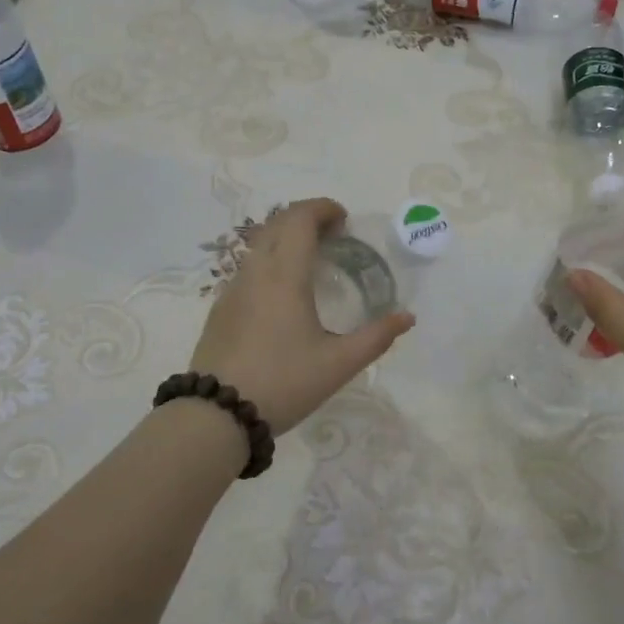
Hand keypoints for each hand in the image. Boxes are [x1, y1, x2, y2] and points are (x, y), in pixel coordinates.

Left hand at [190, 199, 415, 433]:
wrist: (217, 414)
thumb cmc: (284, 383)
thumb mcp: (338, 364)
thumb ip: (376, 337)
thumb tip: (407, 317)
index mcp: (285, 276)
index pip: (300, 219)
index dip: (322, 208)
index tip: (344, 219)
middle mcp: (256, 272)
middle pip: (277, 223)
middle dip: (306, 217)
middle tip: (333, 235)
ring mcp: (232, 289)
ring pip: (259, 244)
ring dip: (285, 238)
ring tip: (310, 261)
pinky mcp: (220, 309)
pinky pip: (248, 268)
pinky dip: (270, 261)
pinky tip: (282, 293)